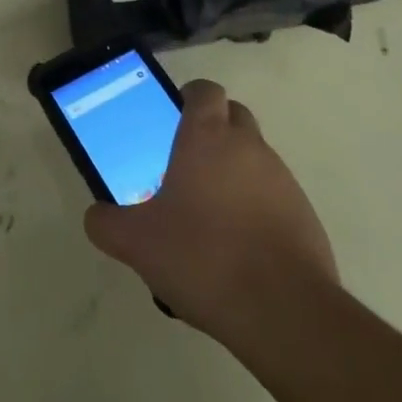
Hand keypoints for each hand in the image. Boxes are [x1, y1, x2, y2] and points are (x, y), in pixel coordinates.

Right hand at [83, 79, 337, 339]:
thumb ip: (107, 224)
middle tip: (186, 166)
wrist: (284, 311)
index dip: (189, 98)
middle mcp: (248, 146)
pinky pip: (274, 195)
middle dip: (213, 130)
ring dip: (234, 171)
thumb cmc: (203, 257)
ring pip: (254, 157)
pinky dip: (257, 207)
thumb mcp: (137, 244)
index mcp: (207, 137)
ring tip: (210, 216)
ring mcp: (282, 179)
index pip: (205, 90)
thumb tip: (96, 216)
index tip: (173, 119)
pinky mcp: (305, 214)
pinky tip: (239, 248)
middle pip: (233, 116)